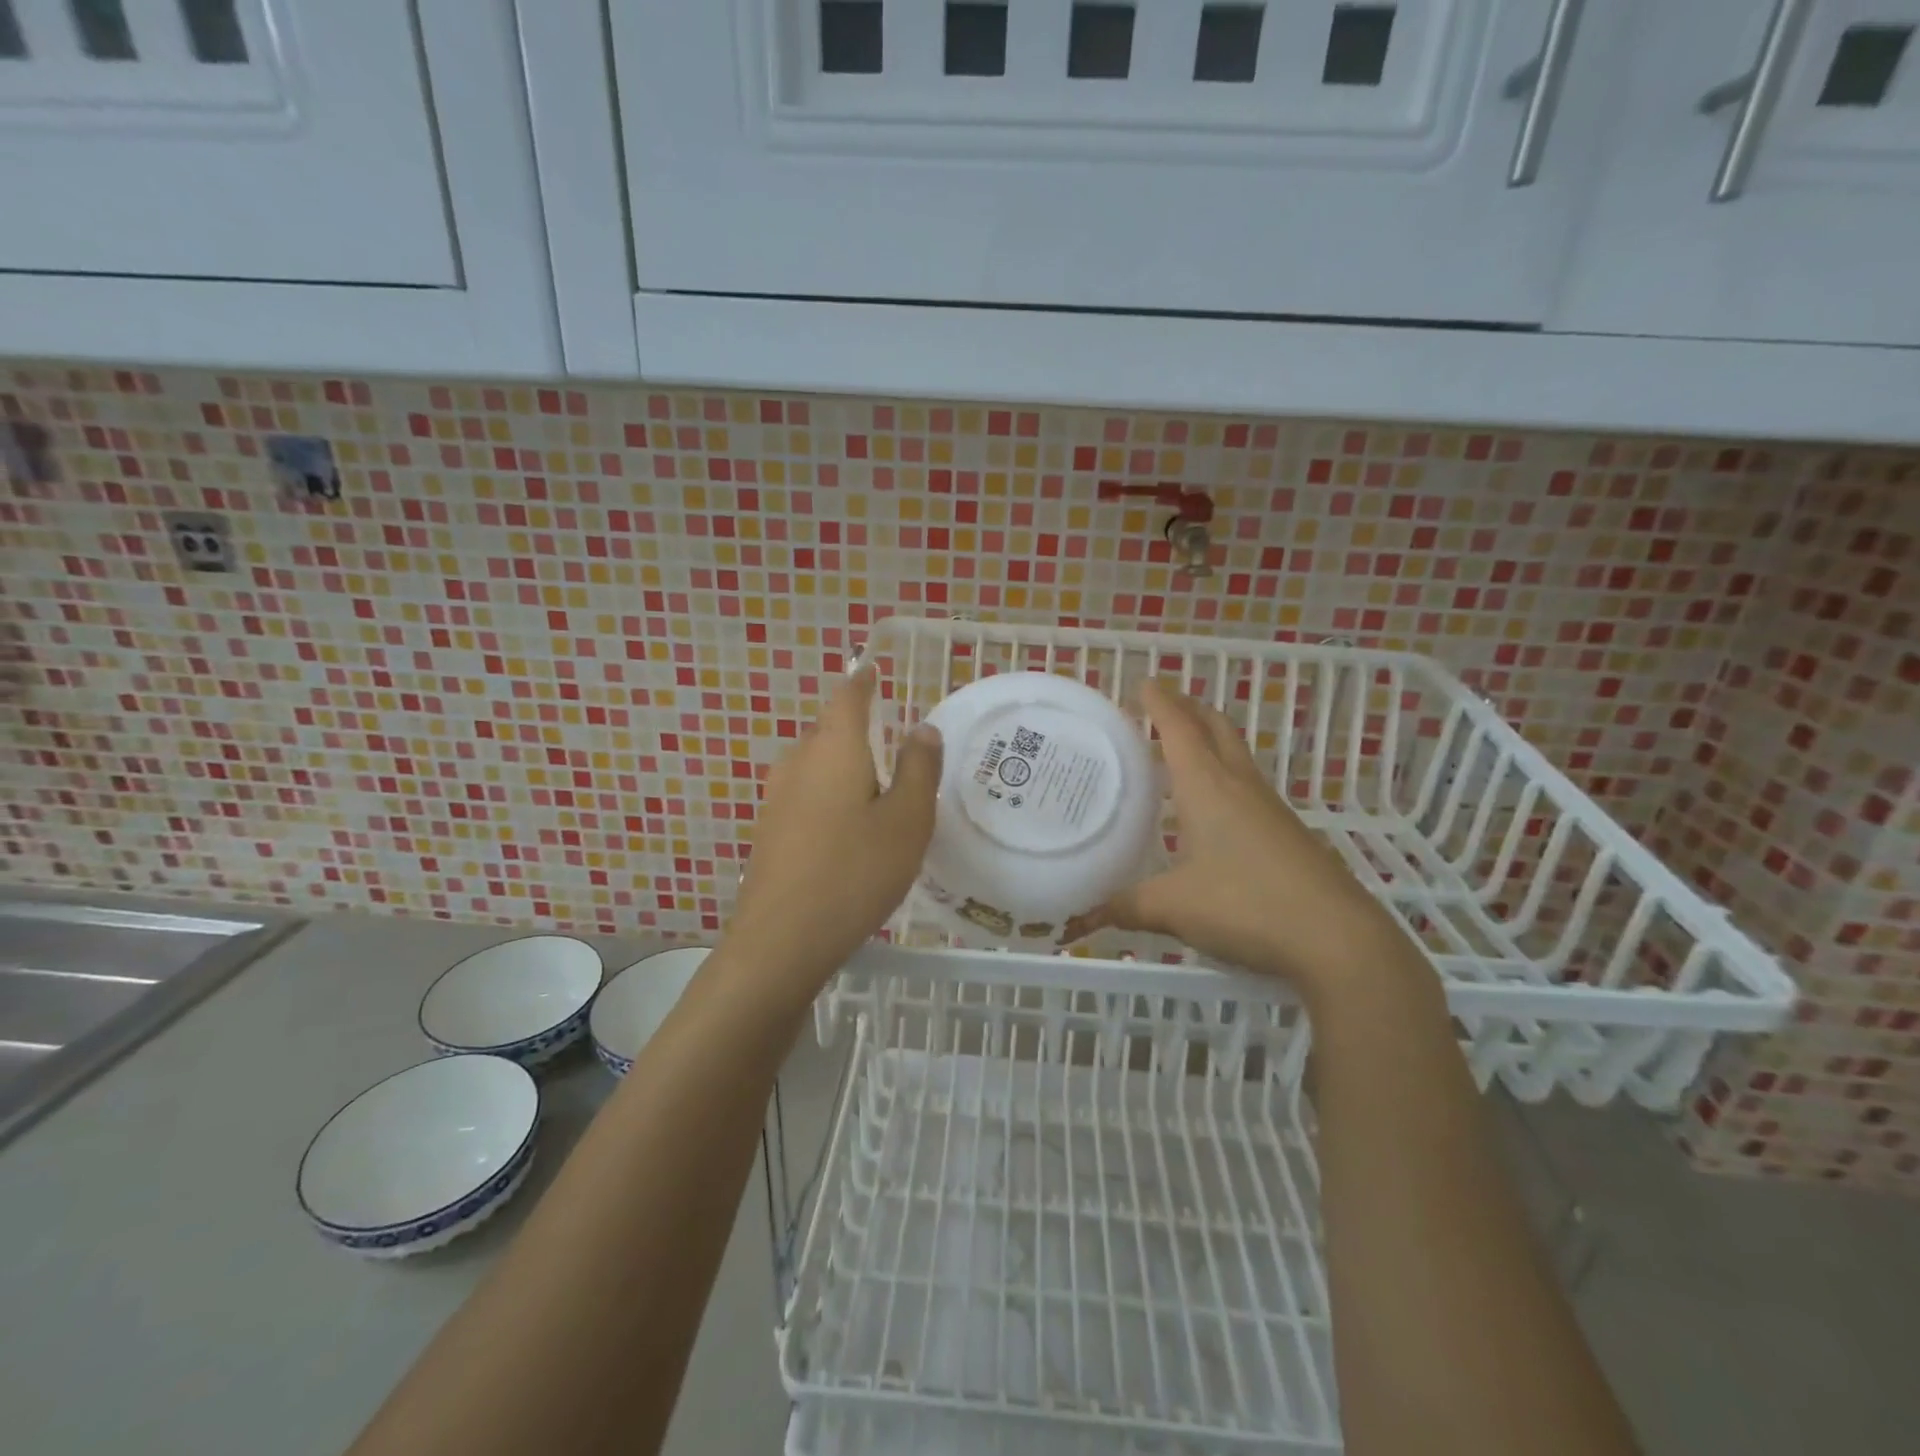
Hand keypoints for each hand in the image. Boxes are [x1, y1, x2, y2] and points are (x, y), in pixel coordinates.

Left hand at [724, 666, 942, 987]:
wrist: (781, 940)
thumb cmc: (855, 871)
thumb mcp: (907, 820)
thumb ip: (919, 769)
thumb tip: (922, 728)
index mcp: (833, 749)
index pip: (847, 696)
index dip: (864, 681)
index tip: (875, 672)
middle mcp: (798, 762)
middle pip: (828, 730)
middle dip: (856, 728)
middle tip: (892, 743)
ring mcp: (776, 798)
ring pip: (815, 765)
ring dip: (843, 766)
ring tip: (876, 788)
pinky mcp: (769, 831)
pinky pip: (805, 795)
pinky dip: (829, 796)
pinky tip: (847, 829)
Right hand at [1065, 679, 1423, 1004]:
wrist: (1336, 938)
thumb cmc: (1246, 905)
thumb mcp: (1173, 908)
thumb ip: (1125, 906)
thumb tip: (1083, 915)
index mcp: (1207, 786)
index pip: (1179, 728)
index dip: (1159, 702)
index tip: (1142, 683)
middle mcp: (1239, 785)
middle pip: (1216, 727)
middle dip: (1189, 708)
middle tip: (1161, 706)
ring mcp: (1269, 807)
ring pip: (1235, 754)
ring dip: (1208, 739)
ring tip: (1179, 750)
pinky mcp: (1286, 832)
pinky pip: (1246, 785)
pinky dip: (1223, 775)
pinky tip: (1210, 807)